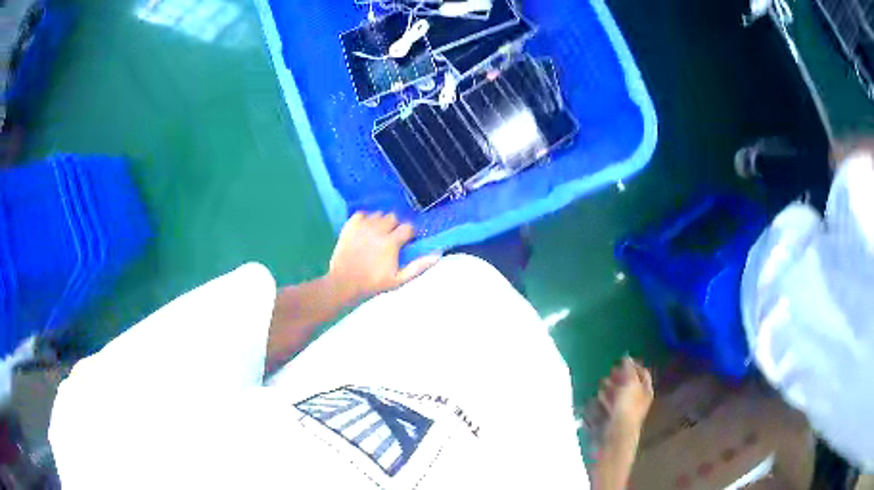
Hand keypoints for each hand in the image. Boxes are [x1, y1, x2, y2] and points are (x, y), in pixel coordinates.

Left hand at [327, 212, 439, 303]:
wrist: (344, 283)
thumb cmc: (373, 283)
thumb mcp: (399, 279)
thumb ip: (419, 266)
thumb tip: (438, 254)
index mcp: (391, 242)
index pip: (408, 227)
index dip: (409, 234)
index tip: (406, 242)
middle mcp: (378, 229)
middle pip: (393, 217)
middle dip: (395, 226)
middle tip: (391, 239)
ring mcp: (362, 226)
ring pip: (378, 214)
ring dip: (381, 222)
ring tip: (378, 234)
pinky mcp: (350, 225)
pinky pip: (362, 214)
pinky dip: (366, 219)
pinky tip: (365, 230)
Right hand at [598, 357, 653, 437]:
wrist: (616, 435)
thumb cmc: (627, 407)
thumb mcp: (630, 384)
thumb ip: (629, 370)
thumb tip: (627, 357)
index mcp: (646, 391)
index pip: (643, 374)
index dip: (635, 365)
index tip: (623, 360)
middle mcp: (638, 400)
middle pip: (630, 384)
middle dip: (620, 376)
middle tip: (611, 370)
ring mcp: (626, 410)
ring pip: (619, 395)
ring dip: (611, 387)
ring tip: (601, 381)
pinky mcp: (614, 418)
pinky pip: (610, 405)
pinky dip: (605, 399)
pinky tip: (598, 396)